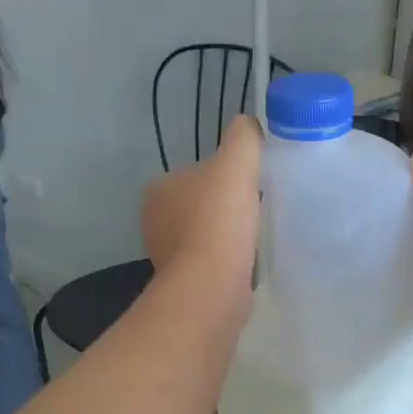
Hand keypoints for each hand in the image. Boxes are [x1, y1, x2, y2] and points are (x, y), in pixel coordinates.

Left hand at [141, 116, 260, 292]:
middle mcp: (155, 221)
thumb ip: (243, 137)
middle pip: (202, 204)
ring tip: (255, 238)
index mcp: (158, 189)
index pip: (197, 173)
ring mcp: (166, 256)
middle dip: (227, 207)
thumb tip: (248, 126)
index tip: (252, 186)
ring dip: (228, 236)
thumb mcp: (236, 163)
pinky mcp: (183, 283)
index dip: (227, 177)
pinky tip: (246, 262)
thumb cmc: (219, 221)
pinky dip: (226, 260)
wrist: (212, 287)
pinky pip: (210, 263)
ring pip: (206, 234)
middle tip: (258, 210)